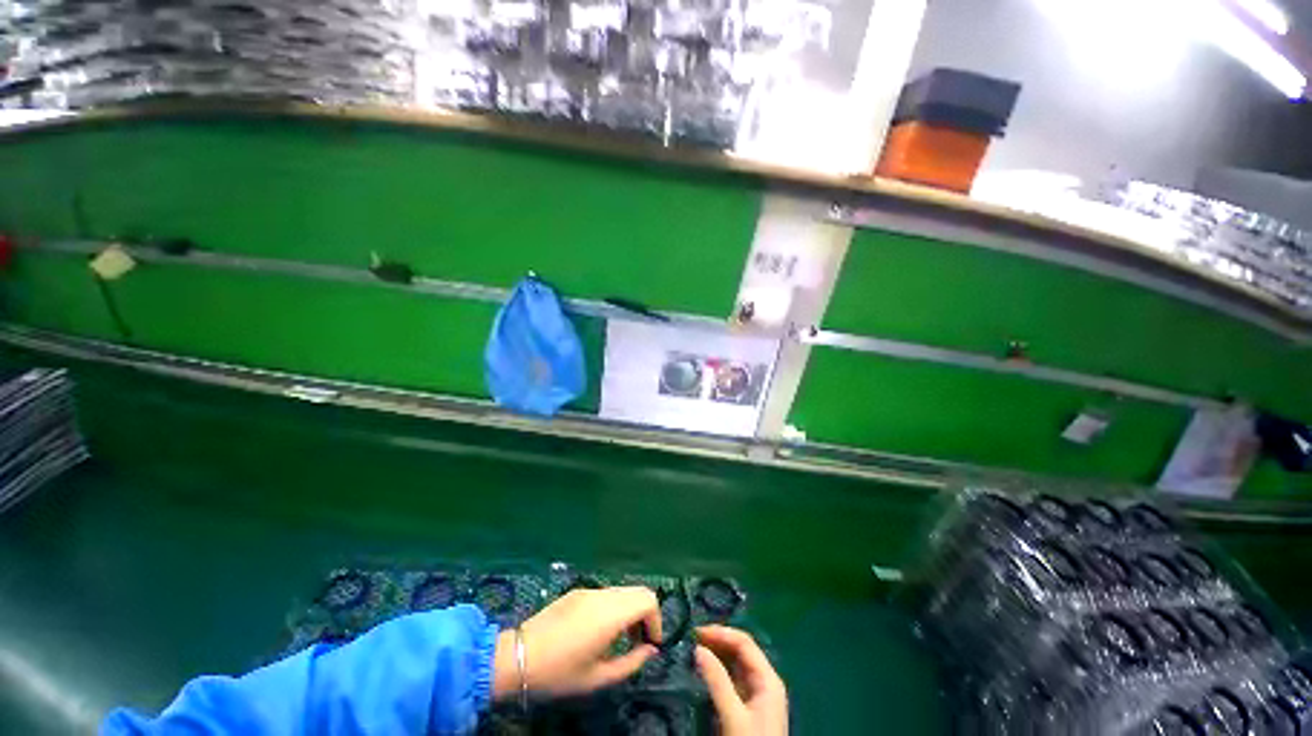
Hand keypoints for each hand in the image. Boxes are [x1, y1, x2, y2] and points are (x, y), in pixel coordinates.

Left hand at [493, 587, 661, 699]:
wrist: (517, 657)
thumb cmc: (559, 673)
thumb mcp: (598, 678)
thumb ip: (631, 662)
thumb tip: (651, 650)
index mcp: (610, 614)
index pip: (648, 600)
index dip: (657, 620)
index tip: (651, 644)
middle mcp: (603, 595)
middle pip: (639, 590)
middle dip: (646, 614)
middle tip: (638, 642)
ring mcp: (589, 590)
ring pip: (623, 591)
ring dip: (631, 611)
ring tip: (621, 639)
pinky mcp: (578, 591)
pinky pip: (607, 594)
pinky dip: (615, 607)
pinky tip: (601, 631)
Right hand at [695, 625, 787, 735]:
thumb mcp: (733, 716)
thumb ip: (717, 681)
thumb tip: (698, 648)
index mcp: (768, 678)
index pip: (744, 643)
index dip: (721, 633)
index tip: (696, 632)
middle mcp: (764, 680)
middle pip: (740, 650)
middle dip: (717, 641)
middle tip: (691, 639)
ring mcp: (756, 693)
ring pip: (735, 663)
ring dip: (716, 653)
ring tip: (693, 649)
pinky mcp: (747, 706)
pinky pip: (732, 678)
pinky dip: (717, 670)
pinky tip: (703, 669)